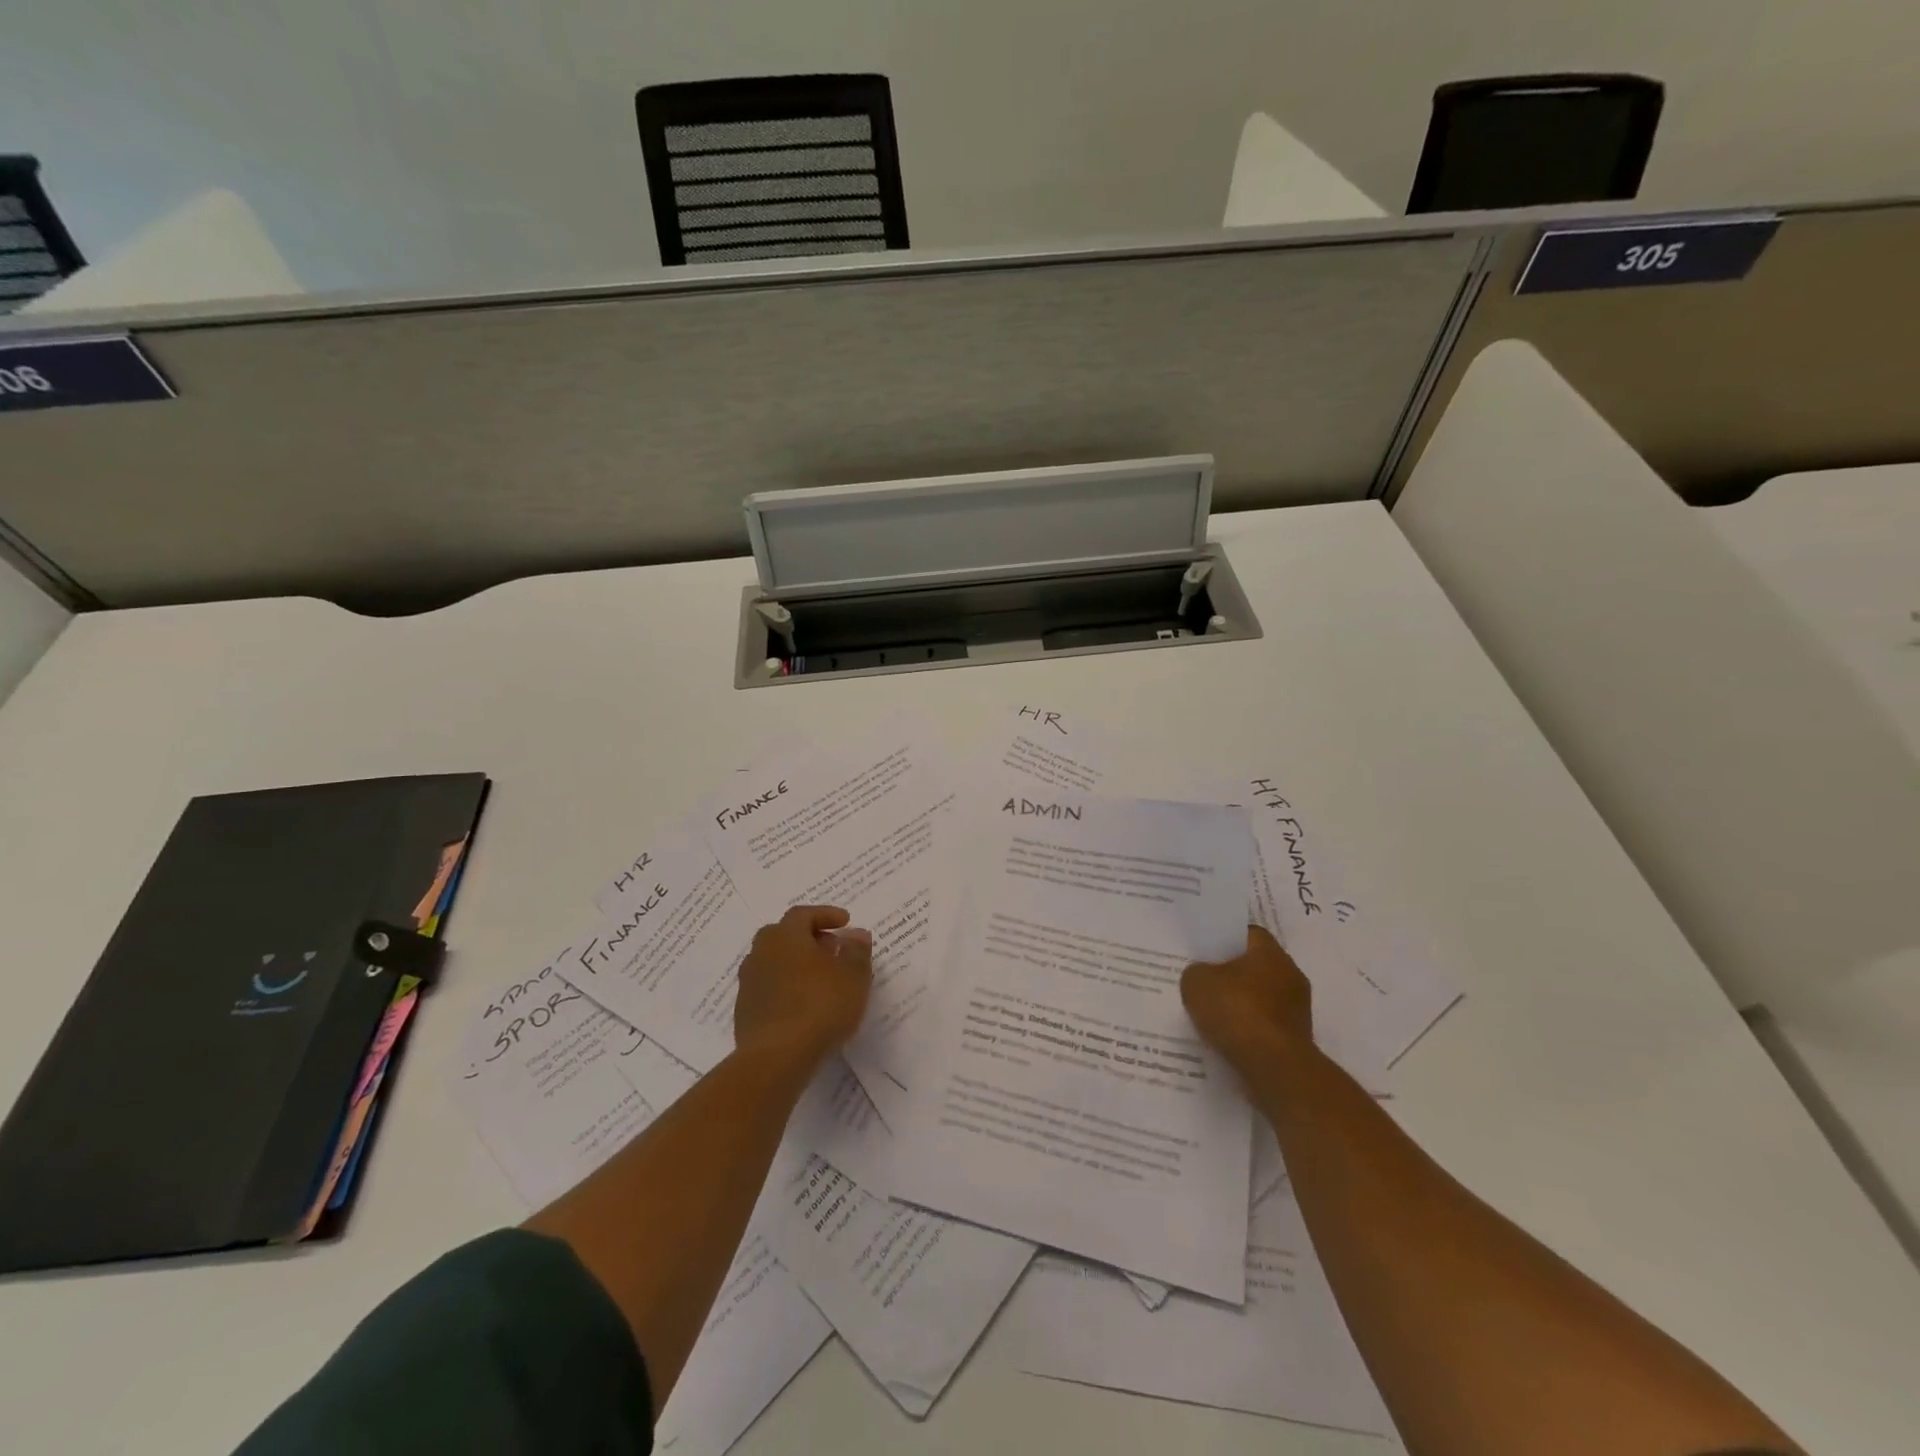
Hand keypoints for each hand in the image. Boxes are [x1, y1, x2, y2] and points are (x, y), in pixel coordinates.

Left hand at [734, 905, 872, 1068]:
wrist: (776, 1057)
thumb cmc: (820, 1006)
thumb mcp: (853, 976)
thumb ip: (857, 951)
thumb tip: (856, 934)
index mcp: (785, 936)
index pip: (803, 914)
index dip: (826, 915)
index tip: (846, 922)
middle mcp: (761, 952)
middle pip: (784, 935)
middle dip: (808, 937)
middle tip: (831, 948)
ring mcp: (749, 982)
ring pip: (774, 962)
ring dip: (796, 964)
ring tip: (820, 979)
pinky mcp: (744, 1010)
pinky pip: (768, 987)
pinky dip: (786, 987)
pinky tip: (803, 1005)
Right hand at [1181, 924, 1313, 1078]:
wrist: (1275, 1068)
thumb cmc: (1237, 1012)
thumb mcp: (1196, 982)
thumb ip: (1196, 972)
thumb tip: (1203, 977)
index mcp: (1270, 953)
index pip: (1248, 934)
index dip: (1225, 940)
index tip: (1205, 951)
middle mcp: (1291, 976)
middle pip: (1255, 967)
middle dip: (1231, 975)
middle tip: (1203, 982)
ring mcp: (1297, 1010)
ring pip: (1261, 999)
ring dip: (1240, 1006)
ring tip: (1211, 1016)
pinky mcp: (1297, 1040)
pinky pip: (1265, 1027)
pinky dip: (1248, 1031)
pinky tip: (1226, 1039)